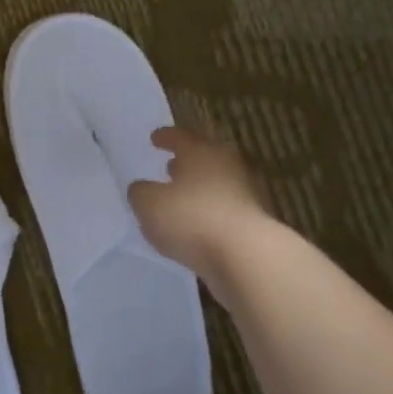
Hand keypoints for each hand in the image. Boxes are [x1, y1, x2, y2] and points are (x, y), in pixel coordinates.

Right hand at [128, 126, 272, 281]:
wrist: (245, 256)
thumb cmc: (191, 218)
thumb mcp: (148, 203)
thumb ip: (140, 192)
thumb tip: (142, 188)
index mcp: (201, 152)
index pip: (180, 137)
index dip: (165, 137)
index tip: (154, 138)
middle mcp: (226, 167)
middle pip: (204, 158)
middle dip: (186, 162)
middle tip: (170, 166)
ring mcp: (244, 195)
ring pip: (215, 184)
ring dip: (197, 189)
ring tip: (179, 199)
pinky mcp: (251, 223)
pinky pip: (222, 210)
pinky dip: (207, 213)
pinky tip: (193, 226)